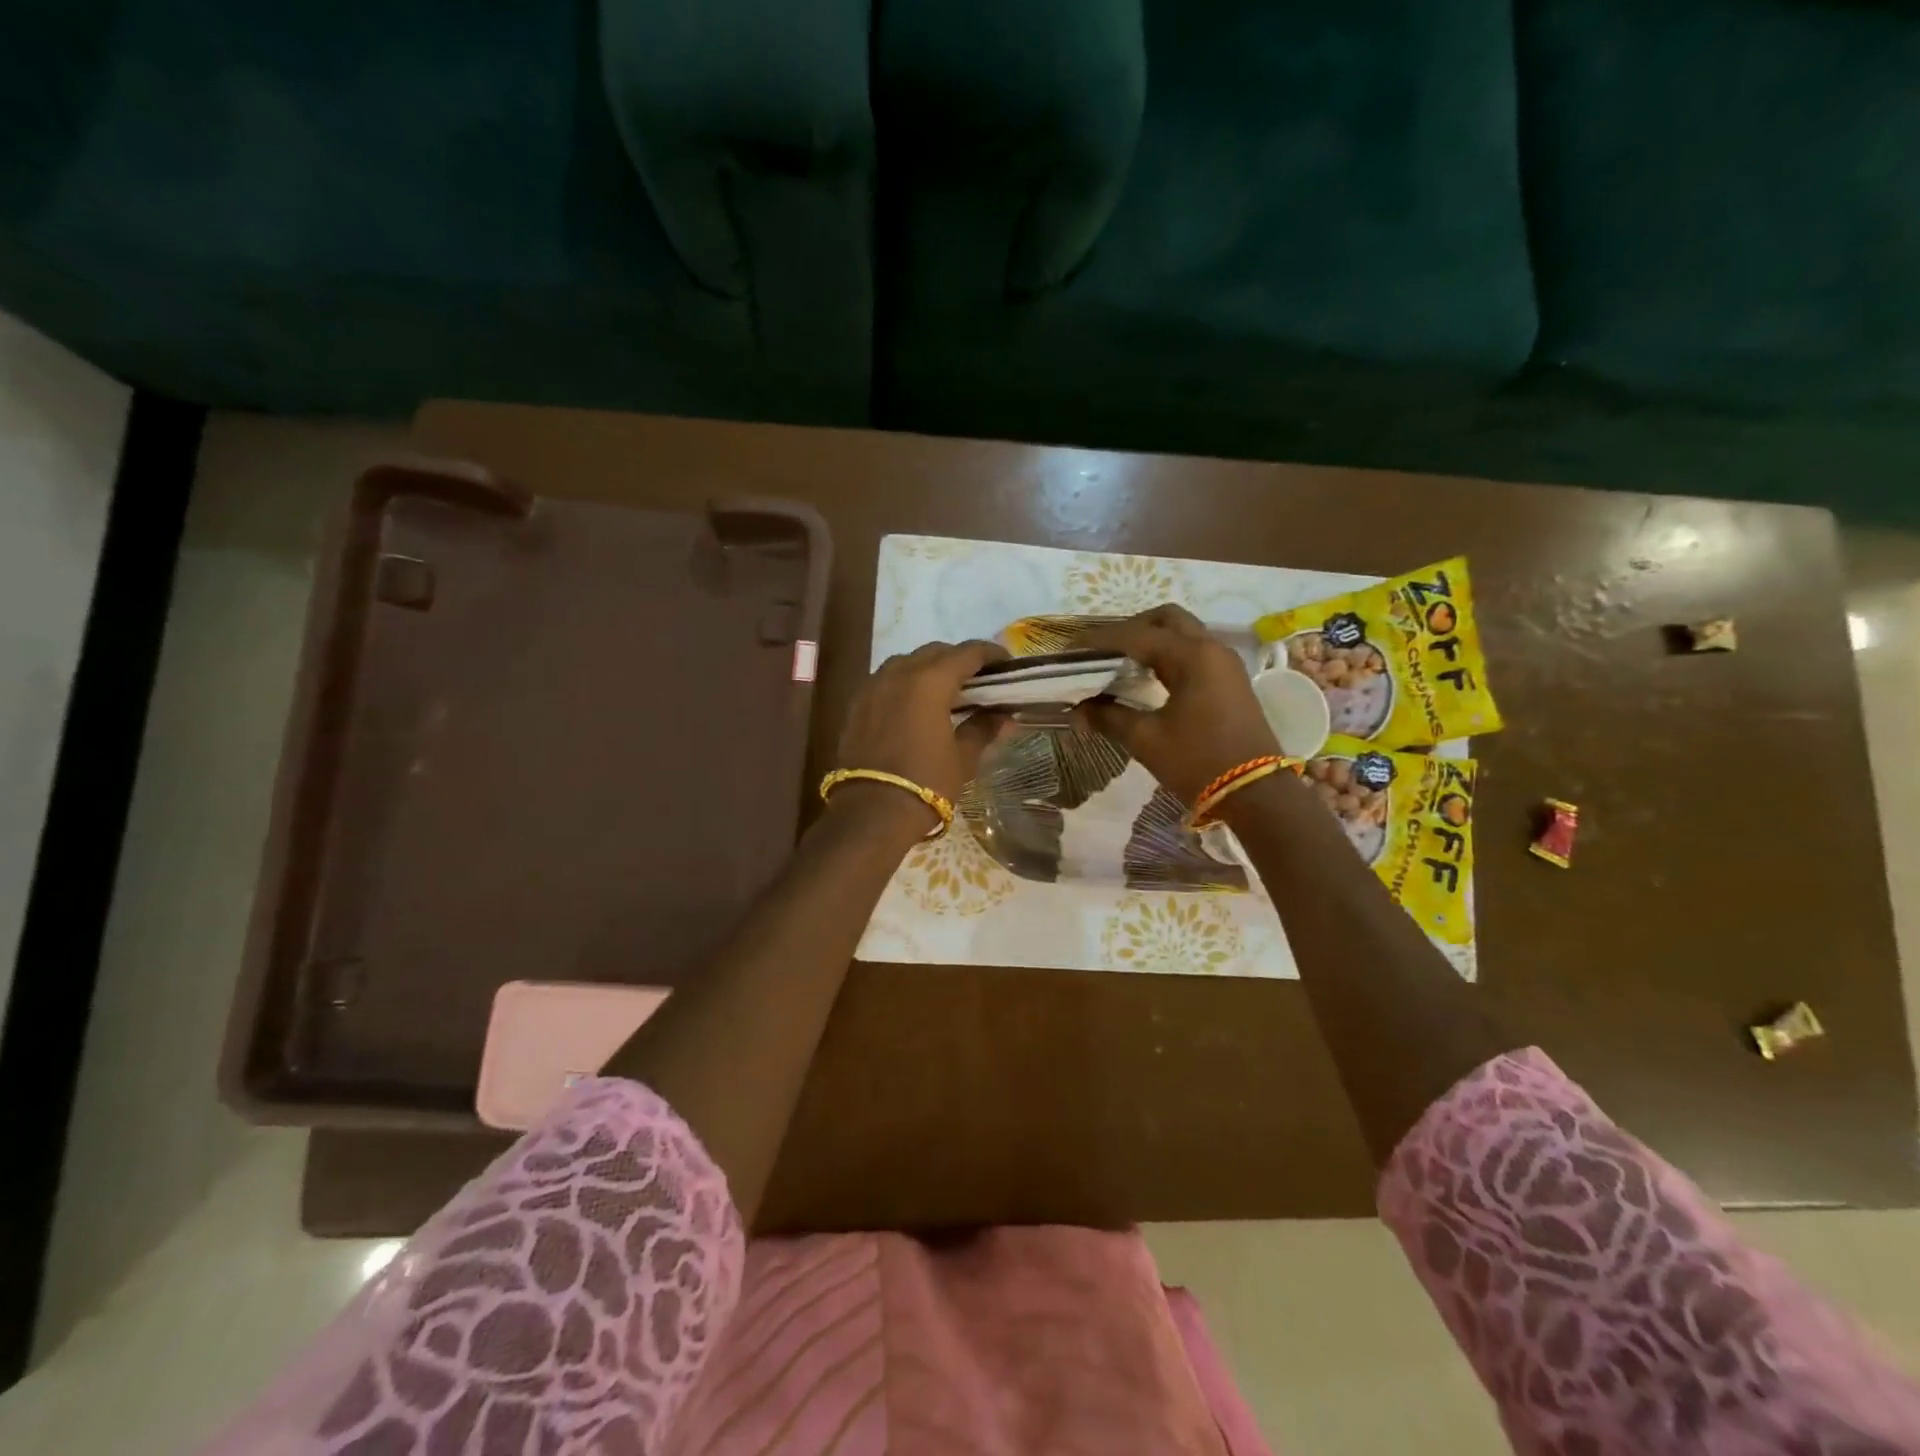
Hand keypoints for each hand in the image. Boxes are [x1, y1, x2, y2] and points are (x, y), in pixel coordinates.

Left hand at [830, 640, 1008, 836]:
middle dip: (959, 660)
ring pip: (907, 662)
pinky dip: (906, 684)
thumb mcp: (963, 757)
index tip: (1006, 664)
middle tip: (979, 680)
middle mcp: (899, 673)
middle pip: (935, 652)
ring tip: (947, 692)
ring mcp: (873, 686)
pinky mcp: (857, 704)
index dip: (990, 654)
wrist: (871, 812)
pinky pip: (887, 680)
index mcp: (930, 681)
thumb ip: (983, 728)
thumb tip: (1004, 716)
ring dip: (929, 669)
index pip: (967, 653)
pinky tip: (916, 706)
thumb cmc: (926, 783)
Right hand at [1075, 605, 1277, 802]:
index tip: (1069, 650)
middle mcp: (1211, 648)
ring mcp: (1224, 663)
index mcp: (1192, 655)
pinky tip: (1146, 679)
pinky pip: (1192, 652)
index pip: (1135, 635)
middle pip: (1165, 619)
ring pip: (1181, 634)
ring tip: (1118, 665)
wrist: (1258, 794)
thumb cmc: (1199, 762)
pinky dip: (1166, 656)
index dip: (1098, 640)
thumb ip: (1109, 716)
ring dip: (1149, 641)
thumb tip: (1078, 709)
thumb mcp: (1147, 740)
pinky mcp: (1229, 681)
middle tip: (1101, 652)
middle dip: (1129, 629)